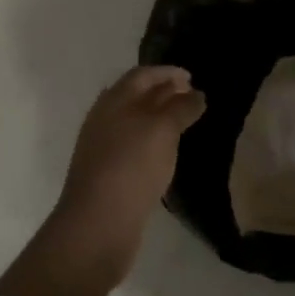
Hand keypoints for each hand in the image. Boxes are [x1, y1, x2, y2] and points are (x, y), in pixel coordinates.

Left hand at [55, 66, 205, 256]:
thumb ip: (181, 108)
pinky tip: (165, 152)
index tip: (191, 77)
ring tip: (184, 123)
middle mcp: (104, 117)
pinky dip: (151, 140)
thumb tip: (196, 94)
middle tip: (192, 98)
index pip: (142, 75)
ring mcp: (102, 146)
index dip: (167, 73)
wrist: (98, 223)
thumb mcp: (162, 130)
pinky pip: (132, 145)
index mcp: (114, 100)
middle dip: (164, 92)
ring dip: (157, 117)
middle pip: (136, 96)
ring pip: (133, 121)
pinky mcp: (106, 173)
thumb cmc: (132, 166)